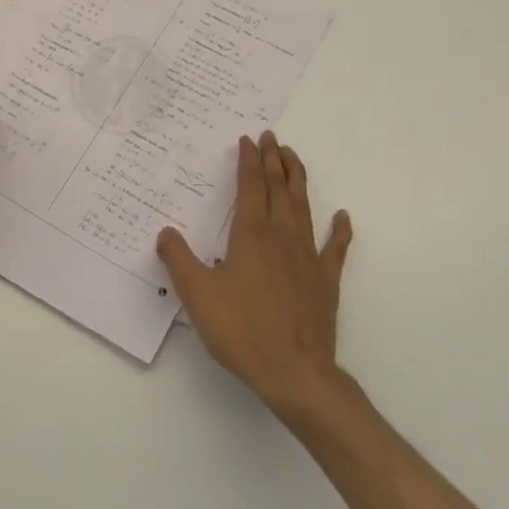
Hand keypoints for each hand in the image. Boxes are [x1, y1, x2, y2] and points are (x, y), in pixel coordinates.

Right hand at [158, 132, 353, 416]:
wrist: (294, 372)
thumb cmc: (241, 330)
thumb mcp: (197, 294)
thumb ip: (178, 259)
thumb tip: (165, 232)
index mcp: (251, 235)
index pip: (250, 187)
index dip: (249, 161)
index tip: (248, 140)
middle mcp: (282, 237)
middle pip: (279, 188)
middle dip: (274, 160)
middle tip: (272, 137)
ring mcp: (308, 257)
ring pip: (304, 207)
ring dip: (298, 180)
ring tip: (293, 158)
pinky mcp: (325, 281)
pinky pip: (335, 248)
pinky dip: (340, 230)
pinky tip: (343, 217)